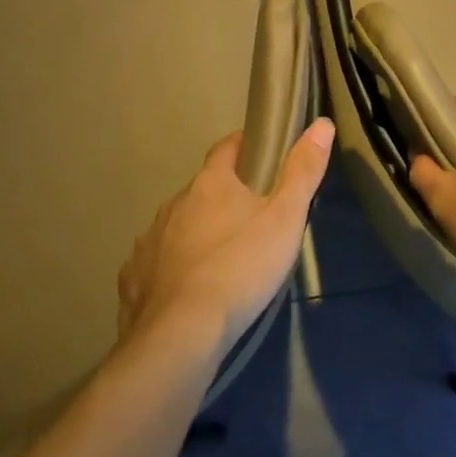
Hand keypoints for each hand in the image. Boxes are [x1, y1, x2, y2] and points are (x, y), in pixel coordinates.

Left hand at [118, 117, 334, 351]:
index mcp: (210, 184)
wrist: (182, 333)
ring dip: (195, 233)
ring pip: (177, 226)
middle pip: (201, 190)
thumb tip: (322, 124)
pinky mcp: (134, 279)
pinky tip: (185, 291)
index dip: (243, 146)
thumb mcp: (285, 218)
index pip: (226, 149)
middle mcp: (174, 203)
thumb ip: (303, 171)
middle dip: (222, 198)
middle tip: (249, 219)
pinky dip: (170, 269)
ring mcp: (150, 240)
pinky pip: (155, 264)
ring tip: (220, 259)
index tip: (260, 154)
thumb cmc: (241, 267)